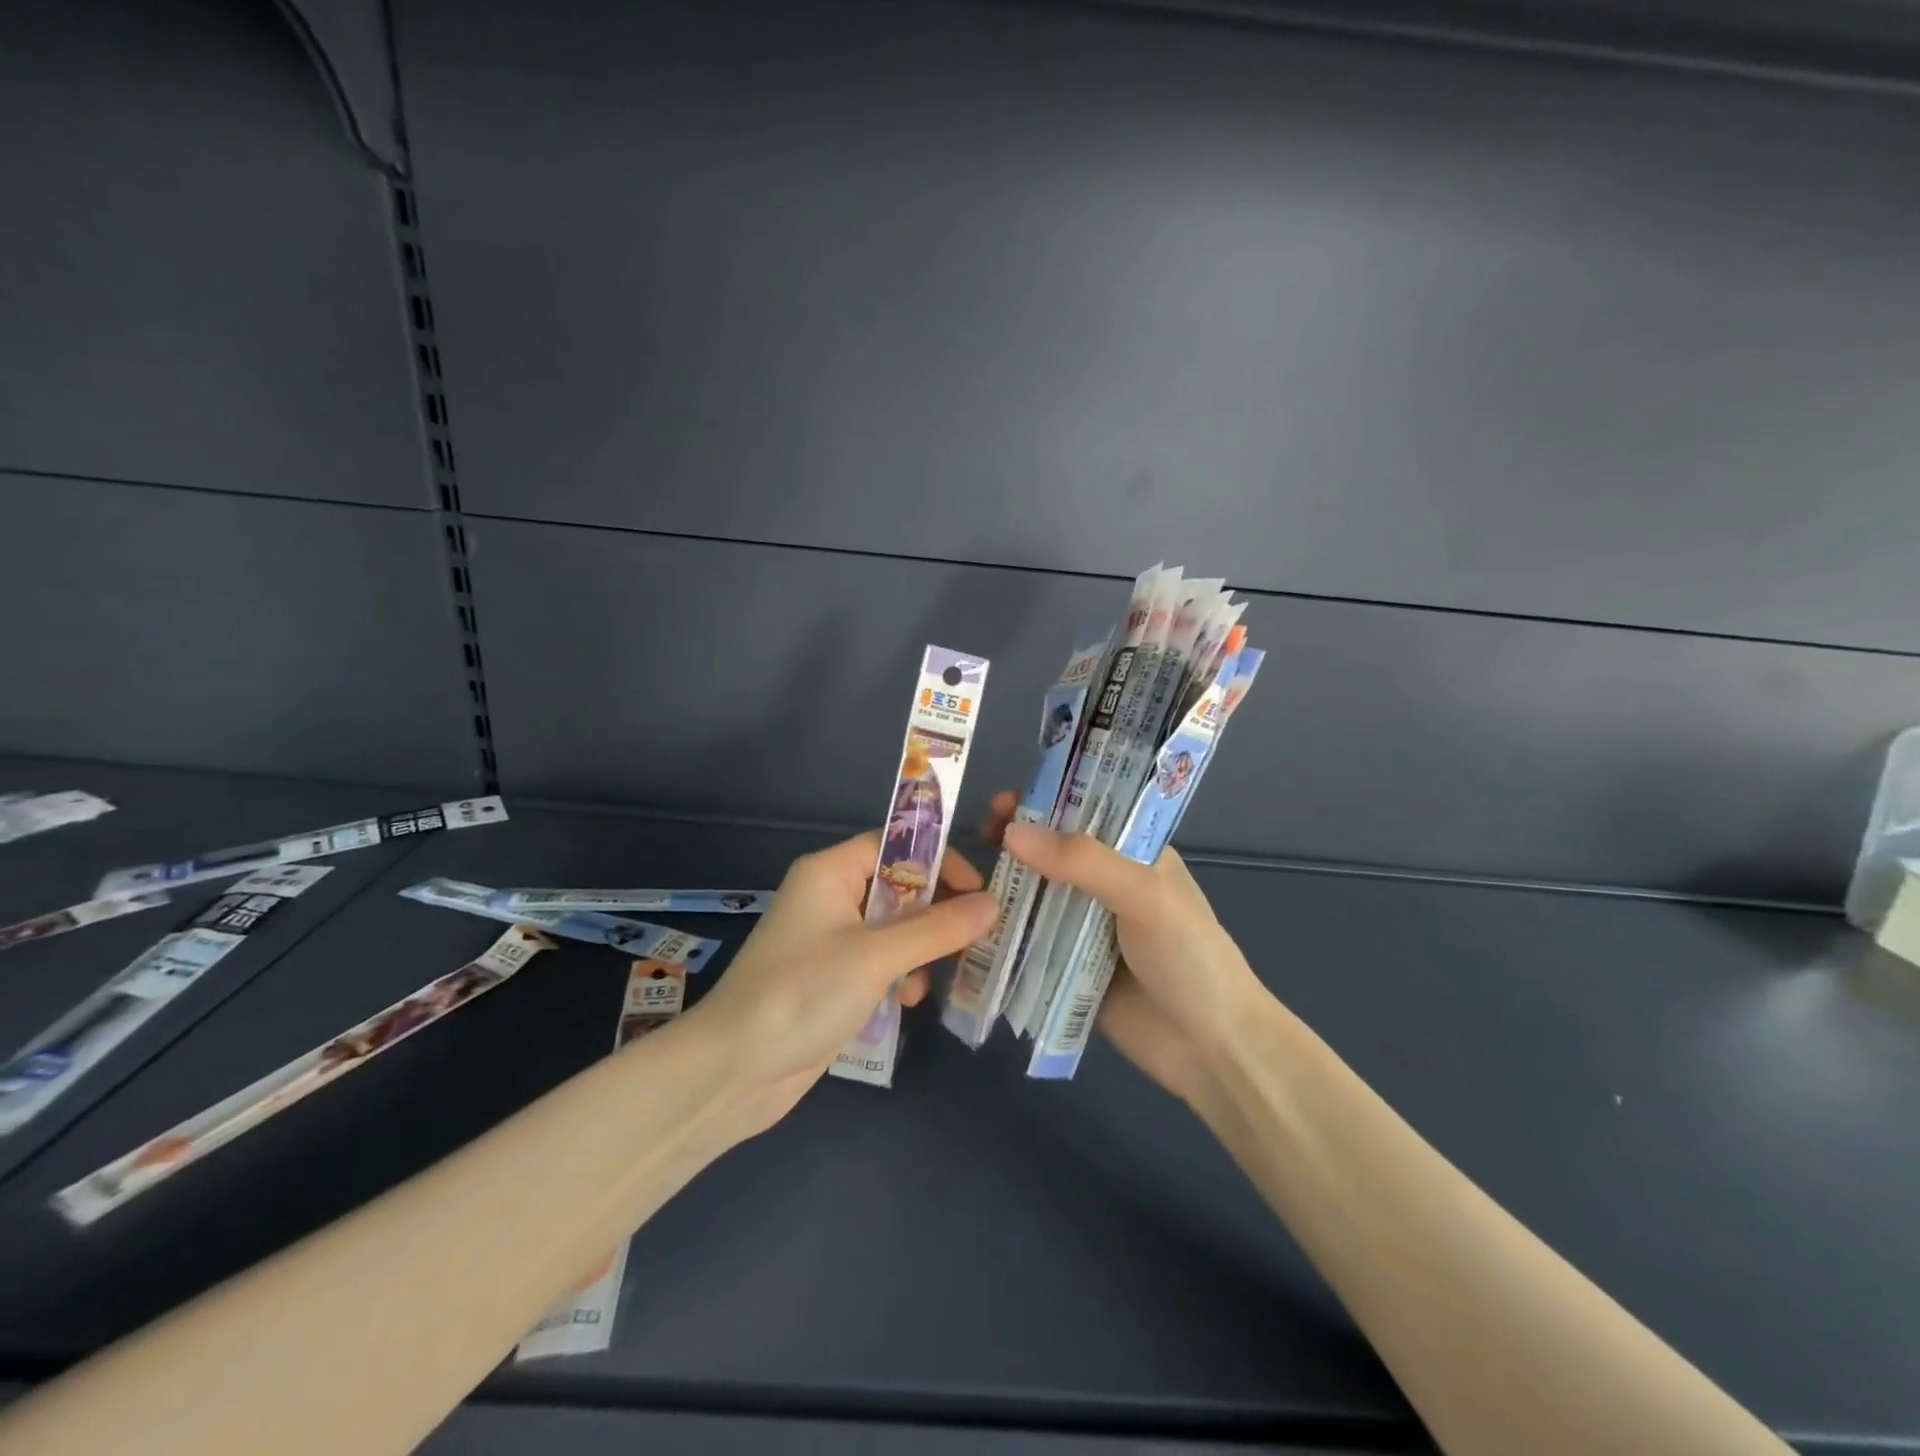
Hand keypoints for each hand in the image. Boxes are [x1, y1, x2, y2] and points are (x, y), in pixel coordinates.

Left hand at [686, 830, 995, 1136]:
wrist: (734, 1071)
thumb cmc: (803, 993)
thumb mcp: (876, 956)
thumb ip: (937, 928)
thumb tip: (992, 904)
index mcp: (830, 872)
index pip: (895, 845)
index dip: (938, 860)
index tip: (978, 890)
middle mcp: (830, 897)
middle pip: (898, 887)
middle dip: (936, 912)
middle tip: (977, 935)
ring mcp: (830, 940)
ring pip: (894, 928)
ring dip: (920, 949)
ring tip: (939, 975)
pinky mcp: (832, 978)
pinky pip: (879, 962)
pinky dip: (899, 975)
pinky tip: (906, 1001)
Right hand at [984, 791, 1267, 1107]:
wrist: (1210, 1049)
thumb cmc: (1188, 957)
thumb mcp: (1146, 895)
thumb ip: (1084, 862)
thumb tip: (1012, 834)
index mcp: (1135, 854)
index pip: (1085, 812)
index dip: (1045, 801)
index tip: (1004, 802)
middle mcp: (1107, 884)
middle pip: (1053, 852)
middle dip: (1018, 841)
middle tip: (982, 836)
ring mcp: (1085, 927)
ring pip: (1037, 894)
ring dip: (1006, 884)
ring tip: (967, 879)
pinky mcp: (1067, 966)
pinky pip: (1029, 940)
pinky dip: (1003, 931)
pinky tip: (971, 924)